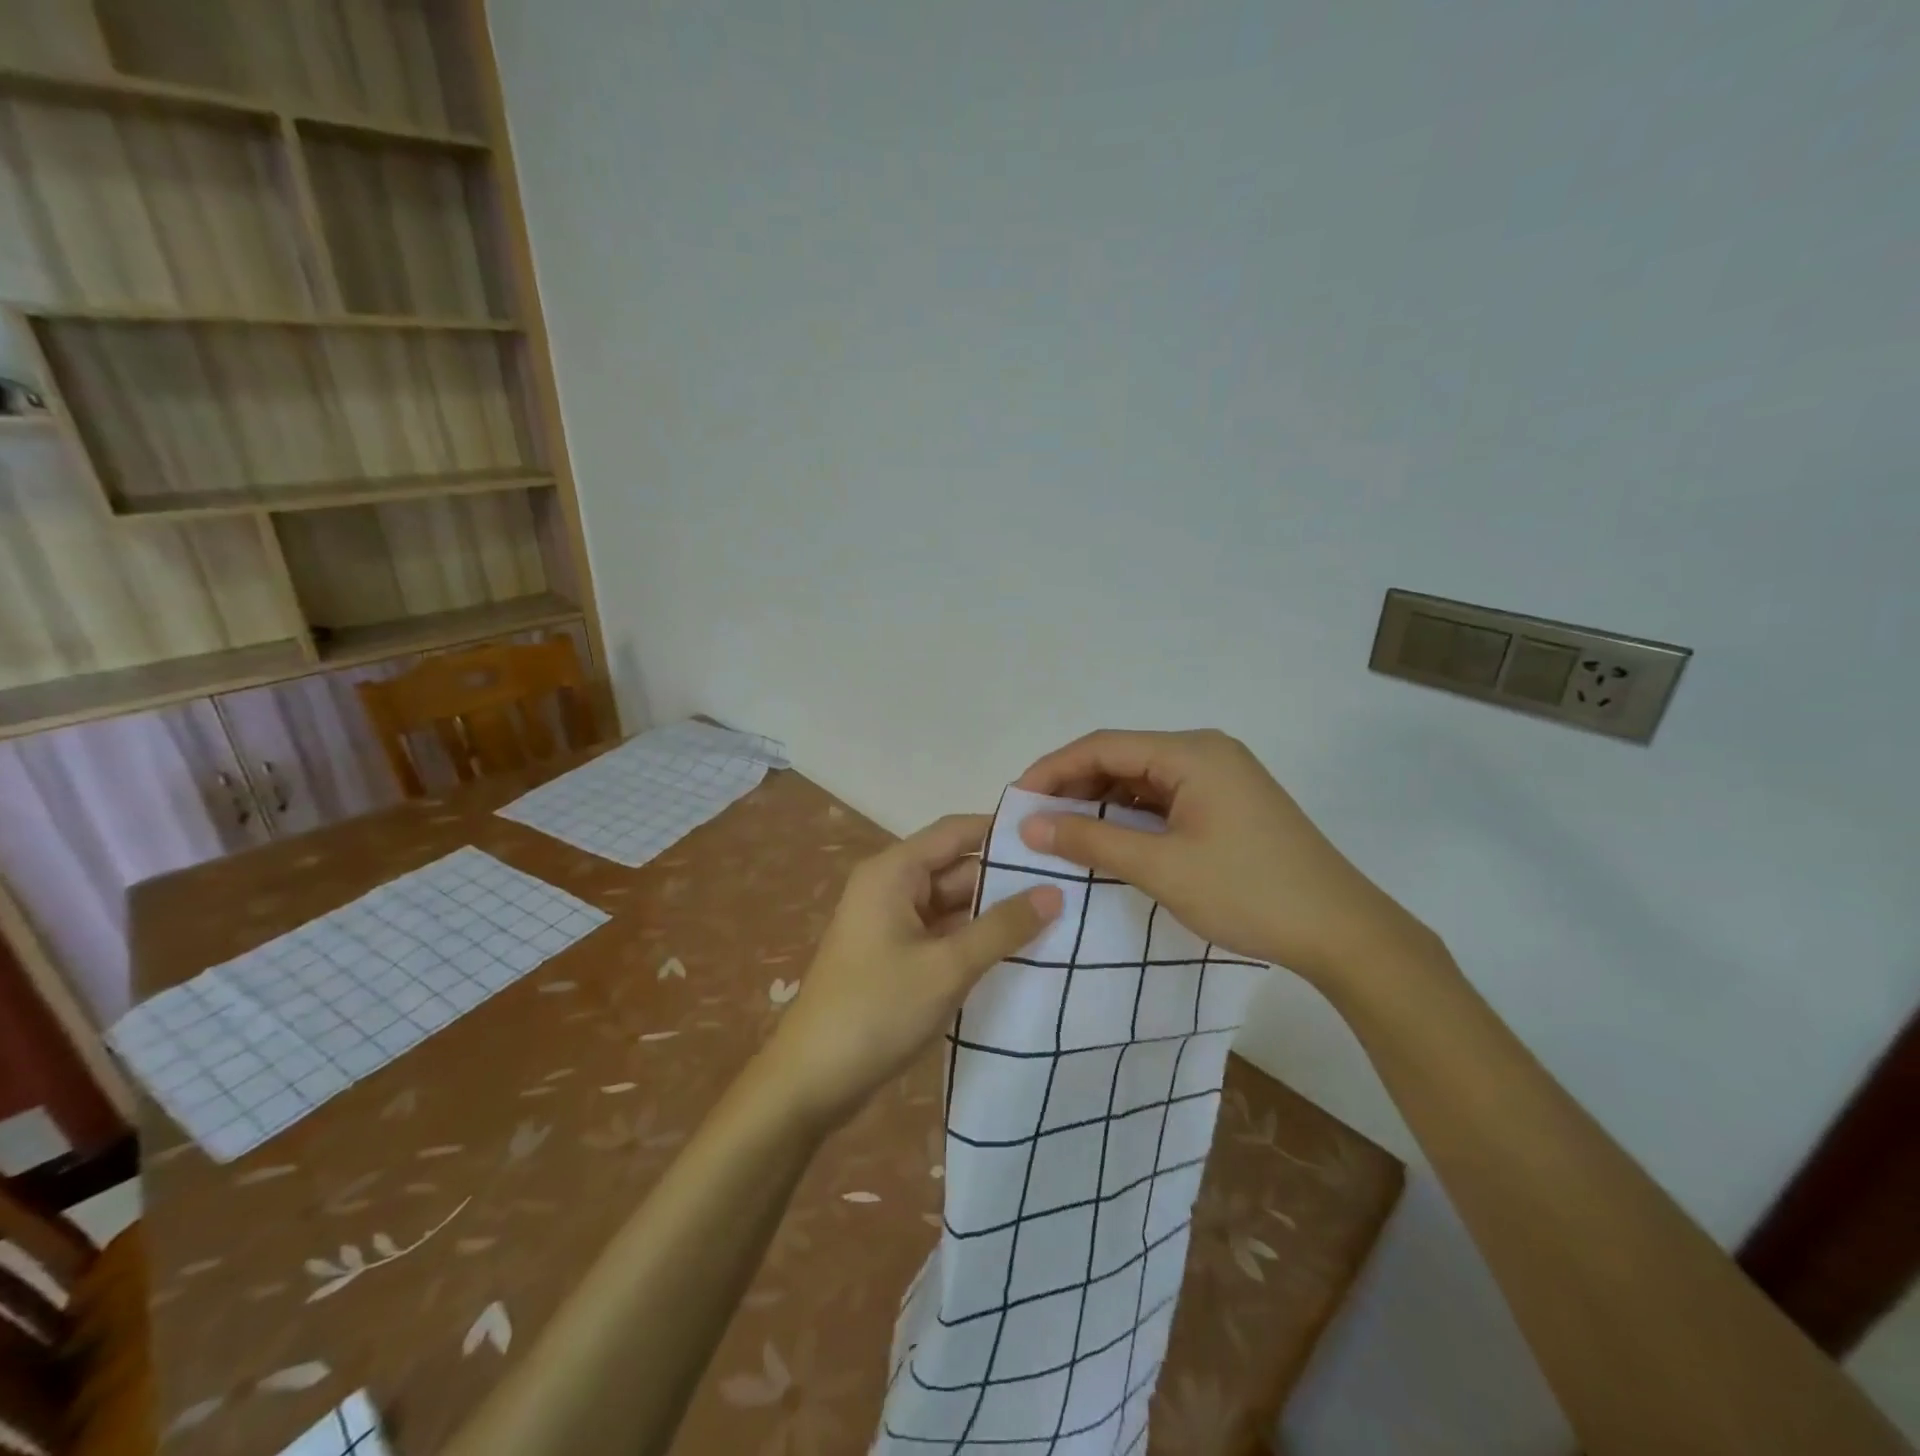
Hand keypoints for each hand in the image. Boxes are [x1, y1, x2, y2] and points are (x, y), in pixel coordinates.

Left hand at [762, 814, 1062, 1128]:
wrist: (812, 1081)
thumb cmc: (877, 1010)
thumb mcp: (947, 967)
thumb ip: (1002, 927)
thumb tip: (1055, 892)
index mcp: (894, 871)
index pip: (957, 831)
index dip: (1003, 831)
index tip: (1055, 838)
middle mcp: (892, 886)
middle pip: (957, 867)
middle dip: (1007, 878)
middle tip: (1071, 884)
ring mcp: (893, 922)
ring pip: (954, 903)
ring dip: (995, 912)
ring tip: (1060, 915)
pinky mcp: (897, 955)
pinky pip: (944, 933)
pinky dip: (976, 939)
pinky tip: (1021, 950)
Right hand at [1015, 729, 1434, 989]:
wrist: (1342, 932)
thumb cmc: (1248, 892)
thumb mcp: (1161, 867)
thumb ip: (1091, 840)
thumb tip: (1031, 824)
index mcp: (1192, 752)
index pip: (1103, 745)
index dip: (1053, 769)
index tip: (1017, 800)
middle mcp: (1206, 752)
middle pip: (1123, 757)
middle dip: (1075, 786)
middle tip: (1036, 820)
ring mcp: (1222, 777)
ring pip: (1143, 779)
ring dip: (1102, 802)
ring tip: (1064, 832)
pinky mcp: (1229, 804)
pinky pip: (1166, 799)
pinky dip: (1132, 816)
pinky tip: (1110, 839)